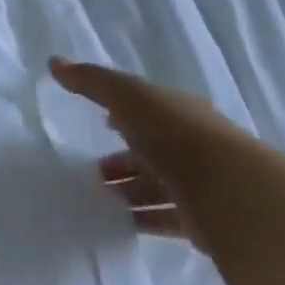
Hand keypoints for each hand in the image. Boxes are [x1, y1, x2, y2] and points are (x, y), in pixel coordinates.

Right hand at [51, 58, 255, 248]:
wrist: (230, 192)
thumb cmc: (174, 134)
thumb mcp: (127, 96)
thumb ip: (91, 81)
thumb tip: (54, 61)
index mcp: (178, 112)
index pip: (148, 110)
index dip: (122, 114)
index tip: (99, 123)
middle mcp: (192, 145)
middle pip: (151, 151)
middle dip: (122, 159)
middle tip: (91, 171)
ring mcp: (200, 184)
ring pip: (157, 185)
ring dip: (129, 190)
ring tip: (97, 199)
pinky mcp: (203, 221)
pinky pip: (165, 218)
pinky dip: (143, 219)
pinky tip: (119, 223)